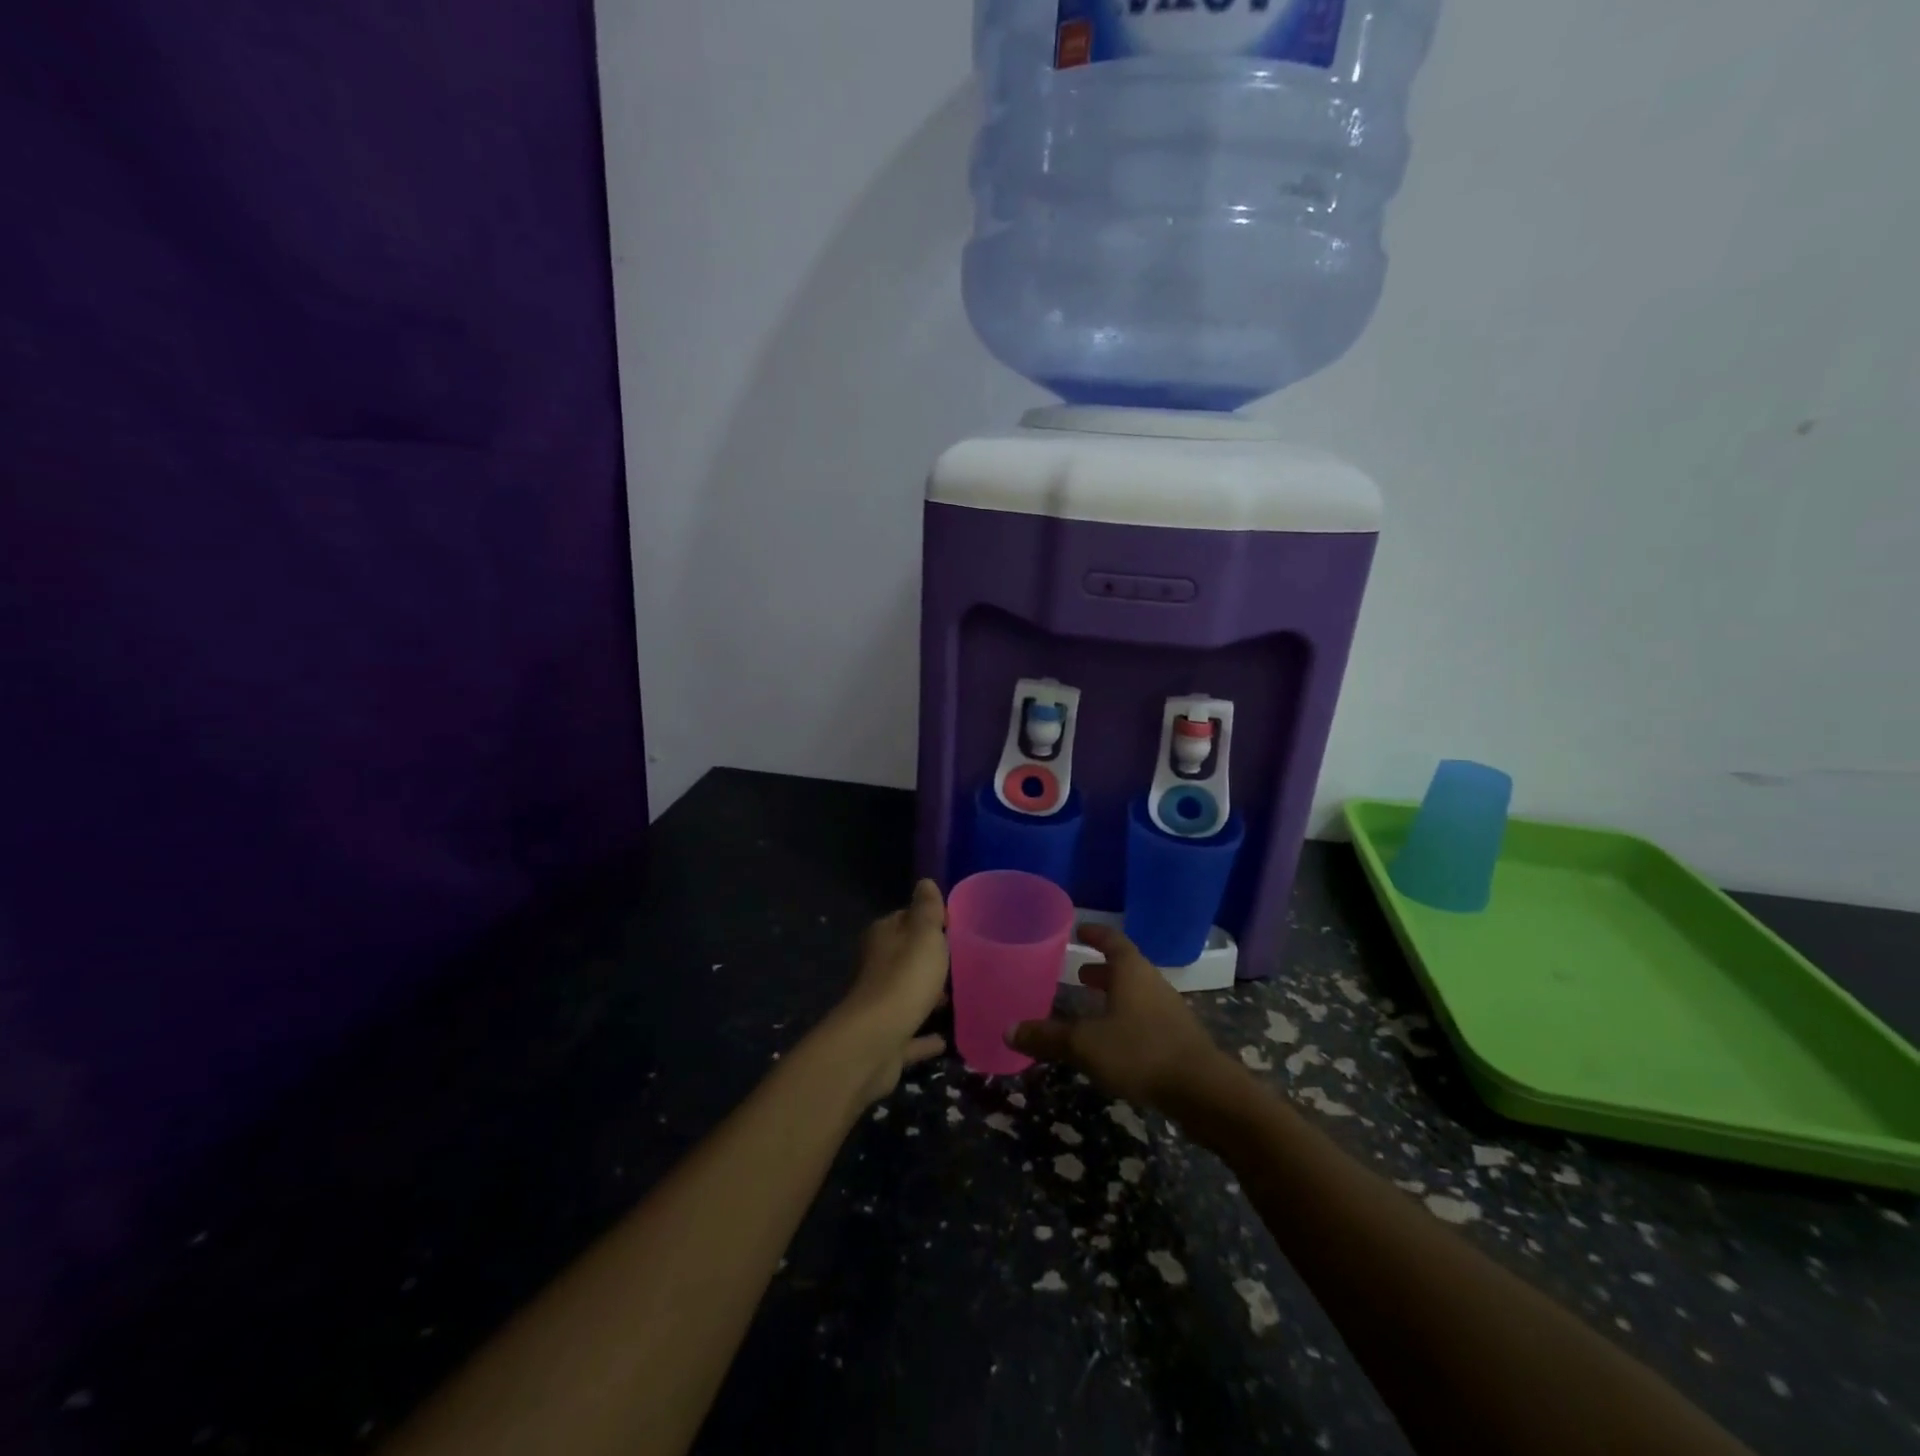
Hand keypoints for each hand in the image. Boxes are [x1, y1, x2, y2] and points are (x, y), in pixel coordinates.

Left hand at [830, 880, 950, 1104]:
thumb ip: (927, 909)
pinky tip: (944, 1039)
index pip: (906, 919)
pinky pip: (911, 1032)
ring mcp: (879, 1004)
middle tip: (963, 962)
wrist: (875, 1041)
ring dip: (927, 995)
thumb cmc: (905, 978)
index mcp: (883, 936)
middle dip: (929, 959)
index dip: (929, 921)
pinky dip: (924, 1035)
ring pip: (907, 993)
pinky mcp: (886, 1037)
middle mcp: (876, 966)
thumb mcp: (924, 934)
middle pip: (905, 956)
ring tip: (957, 997)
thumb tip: (924, 882)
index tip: (956, 928)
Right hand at [1007, 924, 1225, 1111]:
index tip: (1078, 930)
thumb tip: (1007, 1030)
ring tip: (1090, 1003)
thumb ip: (1047, 1037)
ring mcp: (1168, 1010)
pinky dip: (1125, 1016)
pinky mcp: (1177, 1037)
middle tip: (1077, 972)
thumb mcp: (1085, 1045)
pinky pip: (1145, 1015)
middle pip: (1125, 966)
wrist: (1203, 1091)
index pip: (1112, 941)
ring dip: (1113, 994)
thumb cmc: (1140, 1052)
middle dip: (1101, 969)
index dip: (1095, 934)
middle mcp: (1151, 983)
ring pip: (1135, 992)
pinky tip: (1113, 1038)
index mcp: (1131, 972)